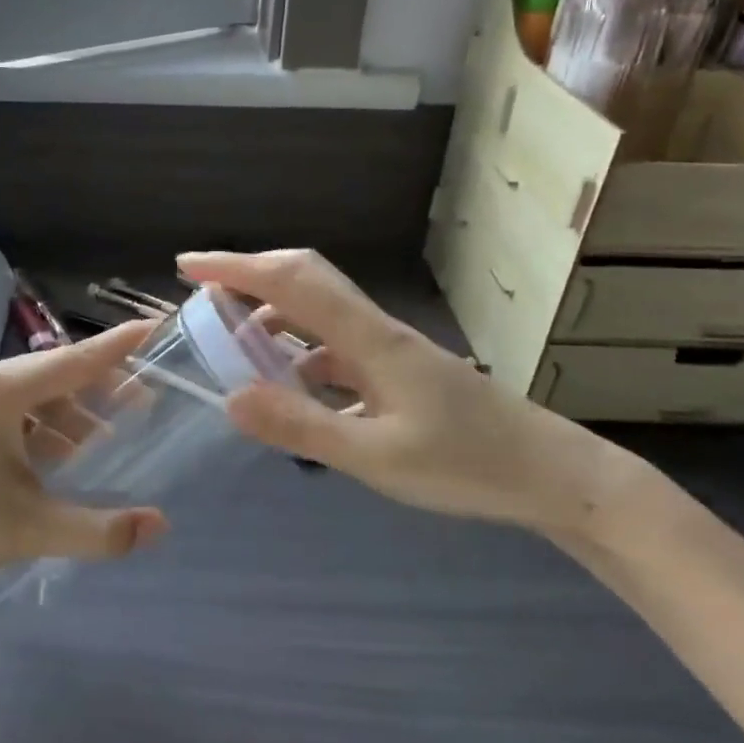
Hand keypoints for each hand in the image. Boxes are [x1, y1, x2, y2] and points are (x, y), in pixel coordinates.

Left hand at [0, 320, 167, 594]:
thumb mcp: (30, 529)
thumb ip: (100, 530)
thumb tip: (160, 527)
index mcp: (0, 390)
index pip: (76, 360)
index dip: (120, 346)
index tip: (155, 327)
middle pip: (55, 373)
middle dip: (100, 389)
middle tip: (142, 405)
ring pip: (30, 392)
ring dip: (68, 413)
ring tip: (102, 441)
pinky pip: (5, 406)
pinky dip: (37, 424)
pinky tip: (53, 454)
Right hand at [178, 250, 632, 537]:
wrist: (555, 476)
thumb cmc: (470, 466)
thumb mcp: (377, 457)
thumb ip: (303, 426)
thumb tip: (229, 397)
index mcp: (369, 339)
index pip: (291, 282)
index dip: (235, 267)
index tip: (188, 266)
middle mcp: (376, 331)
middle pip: (306, 280)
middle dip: (249, 276)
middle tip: (202, 292)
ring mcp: (391, 351)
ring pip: (320, 315)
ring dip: (273, 317)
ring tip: (234, 345)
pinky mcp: (400, 374)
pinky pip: (336, 350)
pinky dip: (301, 356)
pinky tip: (292, 391)